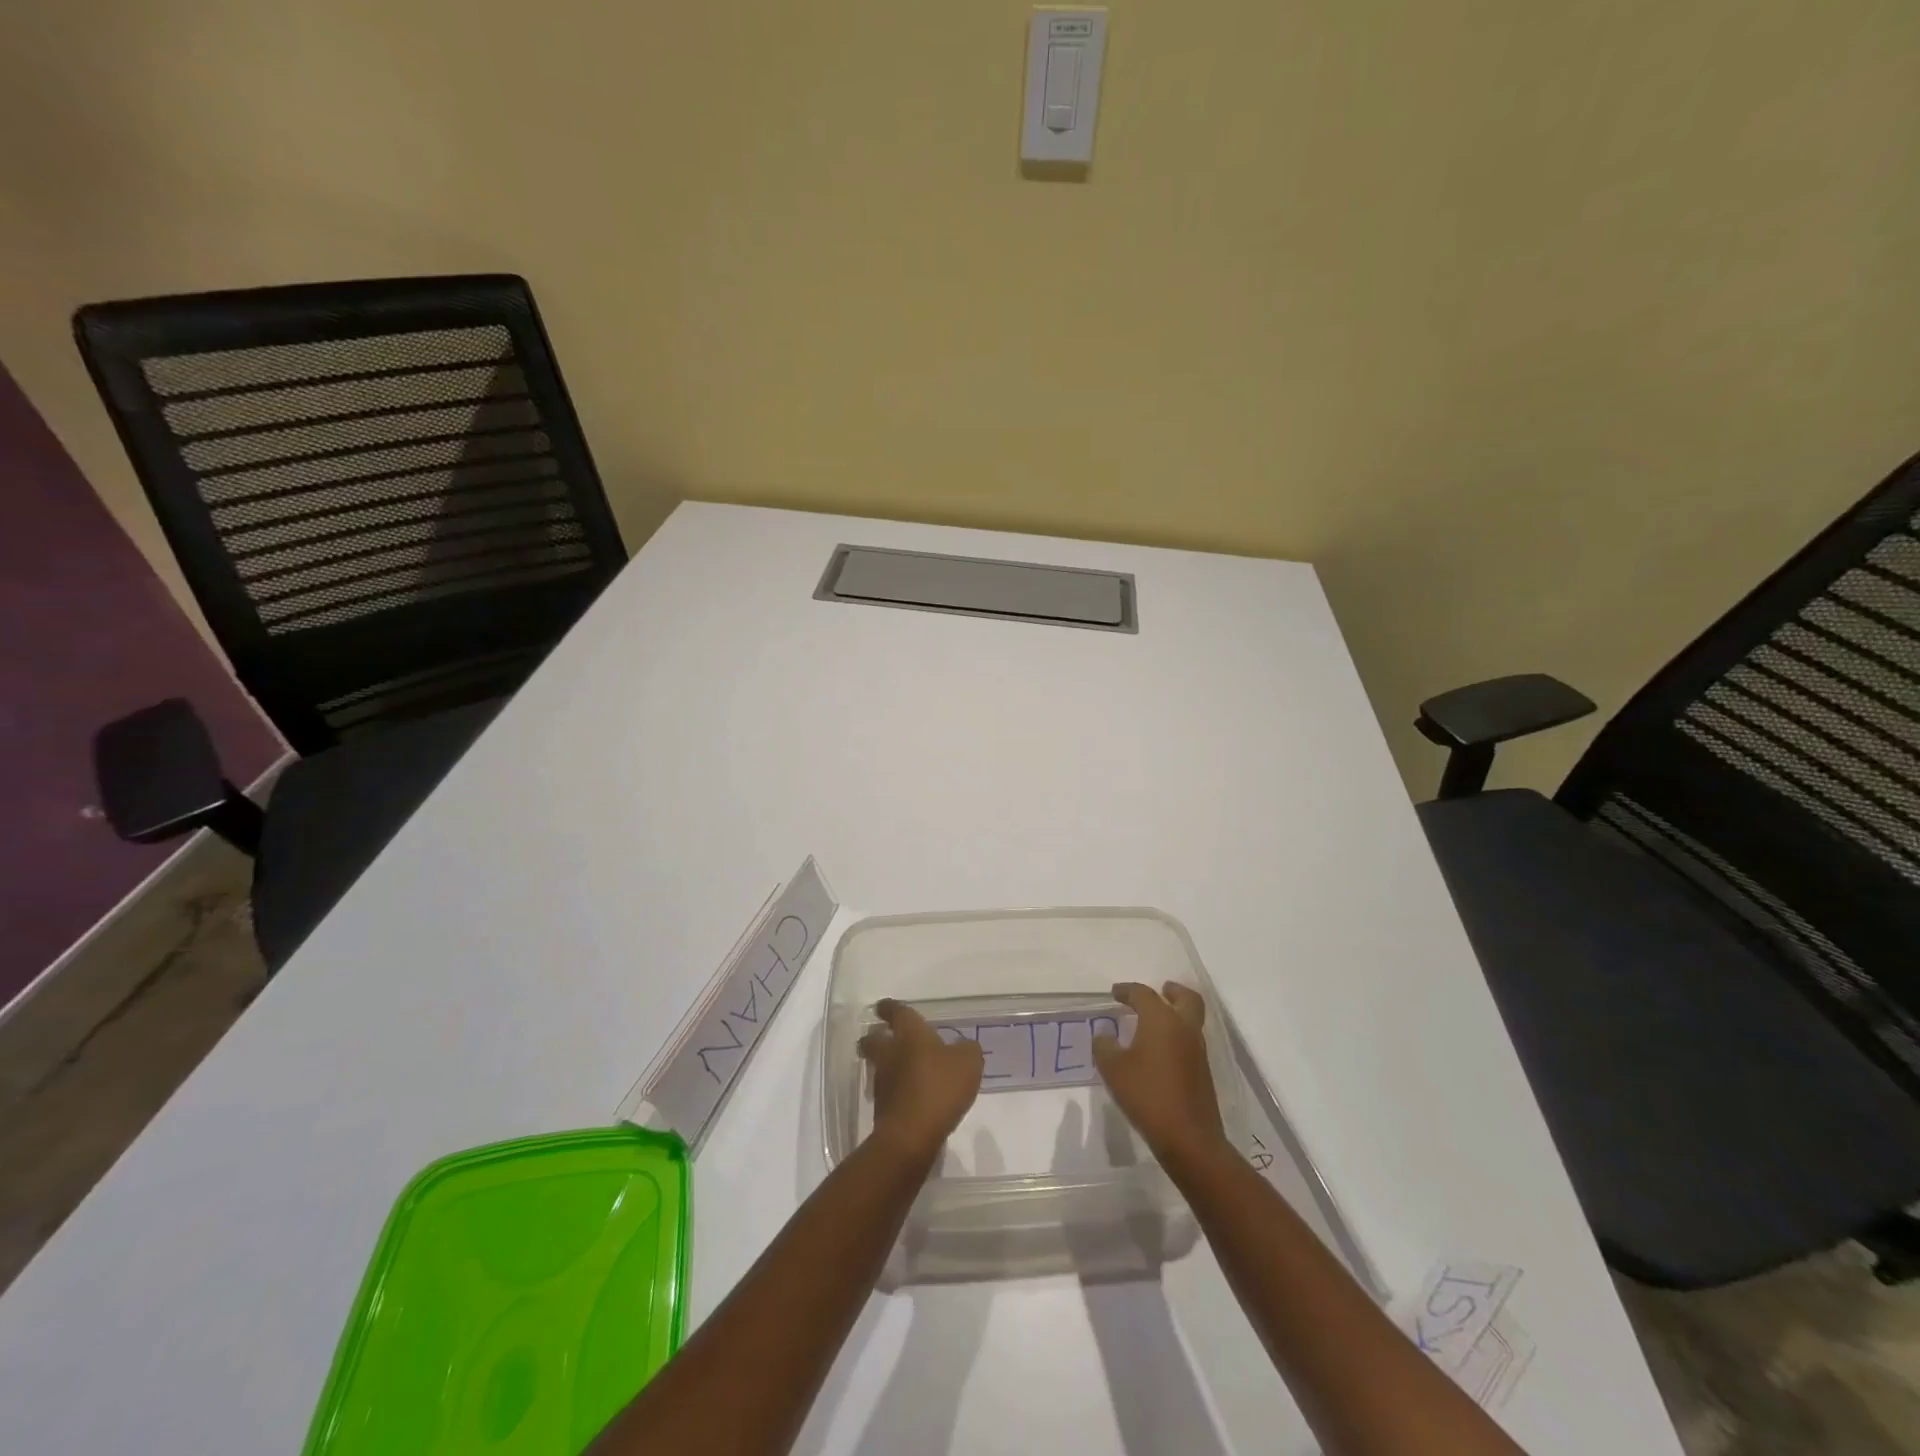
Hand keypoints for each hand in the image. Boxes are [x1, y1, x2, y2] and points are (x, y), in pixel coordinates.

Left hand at [859, 999, 983, 1162]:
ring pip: (878, 1065)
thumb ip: (967, 1049)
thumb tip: (962, 1047)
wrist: (911, 1135)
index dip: (890, 1007)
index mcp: (910, 1033)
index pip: (896, 1012)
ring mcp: (883, 1081)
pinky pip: (887, 1091)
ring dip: (885, 1064)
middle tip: (882, 1036)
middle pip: (874, 1039)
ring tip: (901, 1068)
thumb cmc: (940, 1087)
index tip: (884, 1006)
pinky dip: (895, 1090)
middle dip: (875, 1036)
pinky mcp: (882, 1108)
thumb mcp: (968, 1062)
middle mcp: (890, 1053)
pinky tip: (909, 1095)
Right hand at [1093, 982, 1226, 1167]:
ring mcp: (1198, 1051)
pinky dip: (1178, 1036)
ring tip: (1155, 1022)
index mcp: (1162, 1020)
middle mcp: (1184, 1028)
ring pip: (1191, 1020)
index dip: (1127, 991)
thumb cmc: (1147, 1095)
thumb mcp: (1113, 1069)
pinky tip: (1161, 1051)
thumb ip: (1104, 1047)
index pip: (1144, 994)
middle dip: (1172, 991)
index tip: (1115, 993)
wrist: (1189, 1138)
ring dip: (1176, 1014)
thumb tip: (1104, 1036)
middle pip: (1186, 998)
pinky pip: (1191, 1041)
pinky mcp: (1203, 1072)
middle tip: (1160, 990)